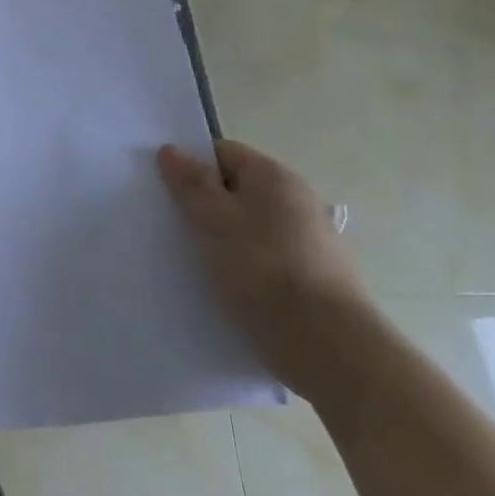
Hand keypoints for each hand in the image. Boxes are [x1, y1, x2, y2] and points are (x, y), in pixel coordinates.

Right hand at [158, 140, 374, 402]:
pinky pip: (266, 258)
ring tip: (194, 261)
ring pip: (250, 227)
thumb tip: (172, 149)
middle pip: (237, 190)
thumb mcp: (215, 221)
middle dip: (205, 205)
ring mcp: (309, 239)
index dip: (192, 167)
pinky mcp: (313, 277)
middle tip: (173, 227)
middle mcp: (296, 199)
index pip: (223, 153)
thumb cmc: (264, 270)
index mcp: (274, 176)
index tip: (166, 192)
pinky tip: (226, 288)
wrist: (328, 345)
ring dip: (223, 239)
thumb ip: (191, 184)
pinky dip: (244, 266)